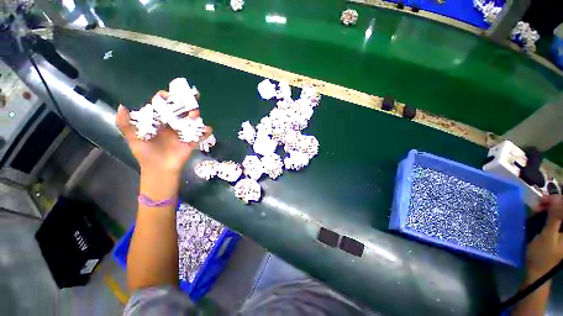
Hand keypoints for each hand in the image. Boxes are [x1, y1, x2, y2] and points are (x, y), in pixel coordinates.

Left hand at [116, 91, 210, 174]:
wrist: (159, 169)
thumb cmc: (145, 153)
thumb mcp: (132, 138)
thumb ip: (126, 124)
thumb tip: (121, 106)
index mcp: (160, 121)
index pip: (164, 105)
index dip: (166, 98)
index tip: (168, 95)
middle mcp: (173, 124)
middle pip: (182, 110)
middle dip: (187, 103)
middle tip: (192, 98)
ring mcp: (184, 132)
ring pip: (192, 120)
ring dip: (196, 116)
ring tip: (194, 116)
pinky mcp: (192, 141)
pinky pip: (201, 134)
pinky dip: (206, 131)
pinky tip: (207, 129)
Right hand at [526, 195, 562, 276]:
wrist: (536, 271)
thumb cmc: (542, 255)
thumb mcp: (547, 236)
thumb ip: (555, 217)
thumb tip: (556, 198)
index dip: (558, 200)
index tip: (543, 200)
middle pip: (562, 209)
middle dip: (551, 204)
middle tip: (538, 205)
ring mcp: (561, 232)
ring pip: (557, 213)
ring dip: (547, 209)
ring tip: (536, 211)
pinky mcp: (555, 232)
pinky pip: (553, 219)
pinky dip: (545, 215)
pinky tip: (538, 217)